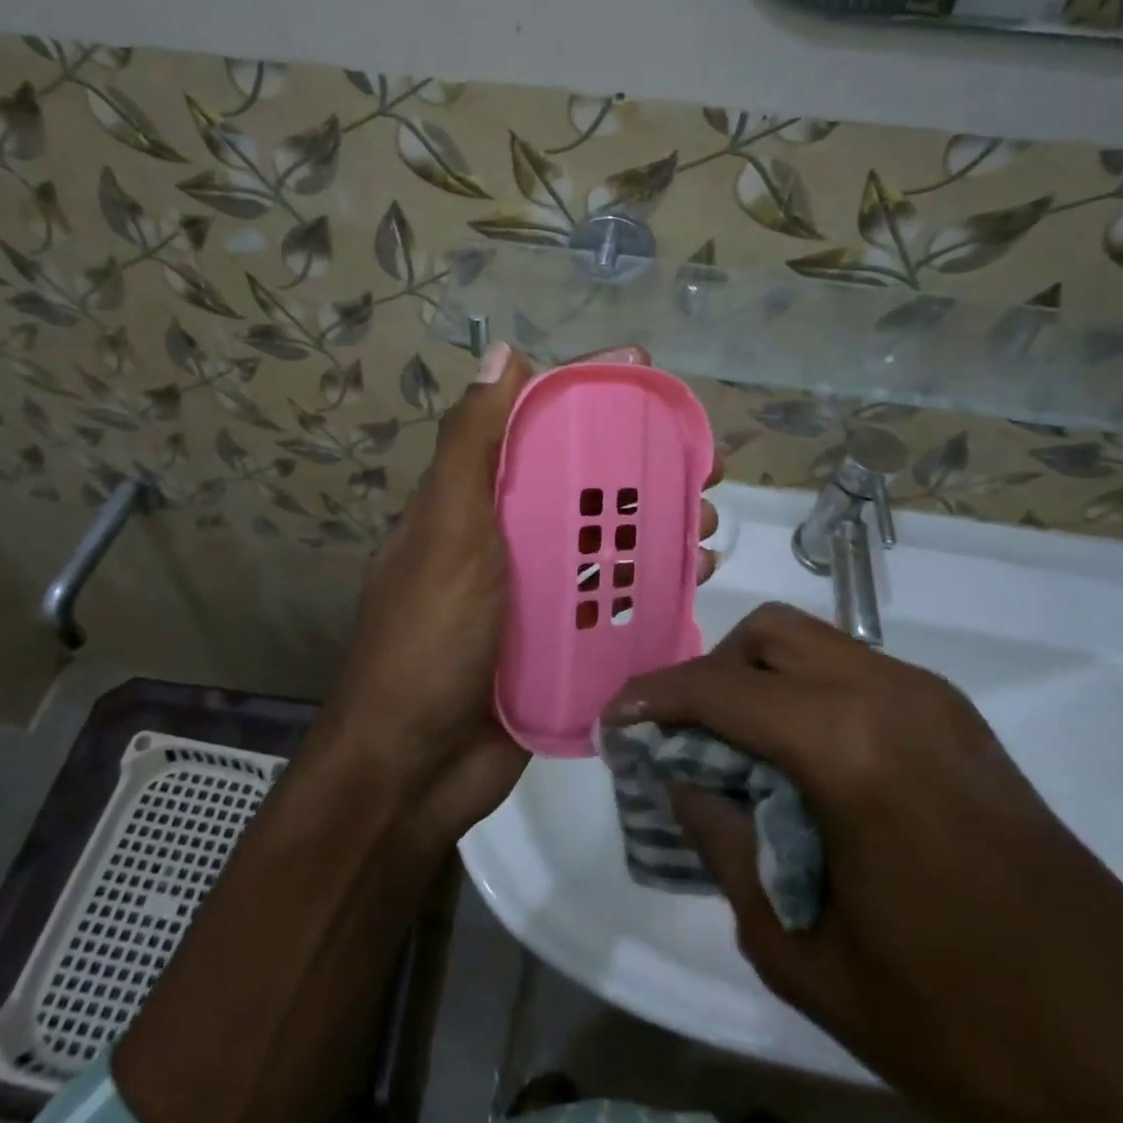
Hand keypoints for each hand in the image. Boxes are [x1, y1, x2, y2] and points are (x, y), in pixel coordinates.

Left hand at [327, 344, 721, 844]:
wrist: (413, 770)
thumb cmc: (429, 637)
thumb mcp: (446, 528)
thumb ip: (471, 445)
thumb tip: (503, 352)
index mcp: (477, 499)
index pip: (536, 425)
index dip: (588, 395)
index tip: (644, 375)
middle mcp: (509, 536)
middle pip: (586, 482)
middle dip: (644, 464)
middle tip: (703, 465)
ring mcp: (539, 590)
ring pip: (610, 538)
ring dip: (661, 521)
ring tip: (709, 520)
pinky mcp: (565, 639)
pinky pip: (619, 596)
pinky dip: (657, 581)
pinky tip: (698, 574)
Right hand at [605, 604, 1122, 1122]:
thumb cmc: (962, 1022)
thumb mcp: (811, 959)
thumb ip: (729, 854)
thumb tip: (683, 785)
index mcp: (849, 750)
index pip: (721, 690)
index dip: (656, 697)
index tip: (618, 718)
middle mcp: (890, 695)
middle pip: (769, 635)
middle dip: (712, 672)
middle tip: (686, 735)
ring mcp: (933, 699)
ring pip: (815, 643)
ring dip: (761, 678)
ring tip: (739, 748)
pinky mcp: (959, 719)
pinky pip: (857, 671)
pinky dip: (808, 692)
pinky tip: (806, 761)